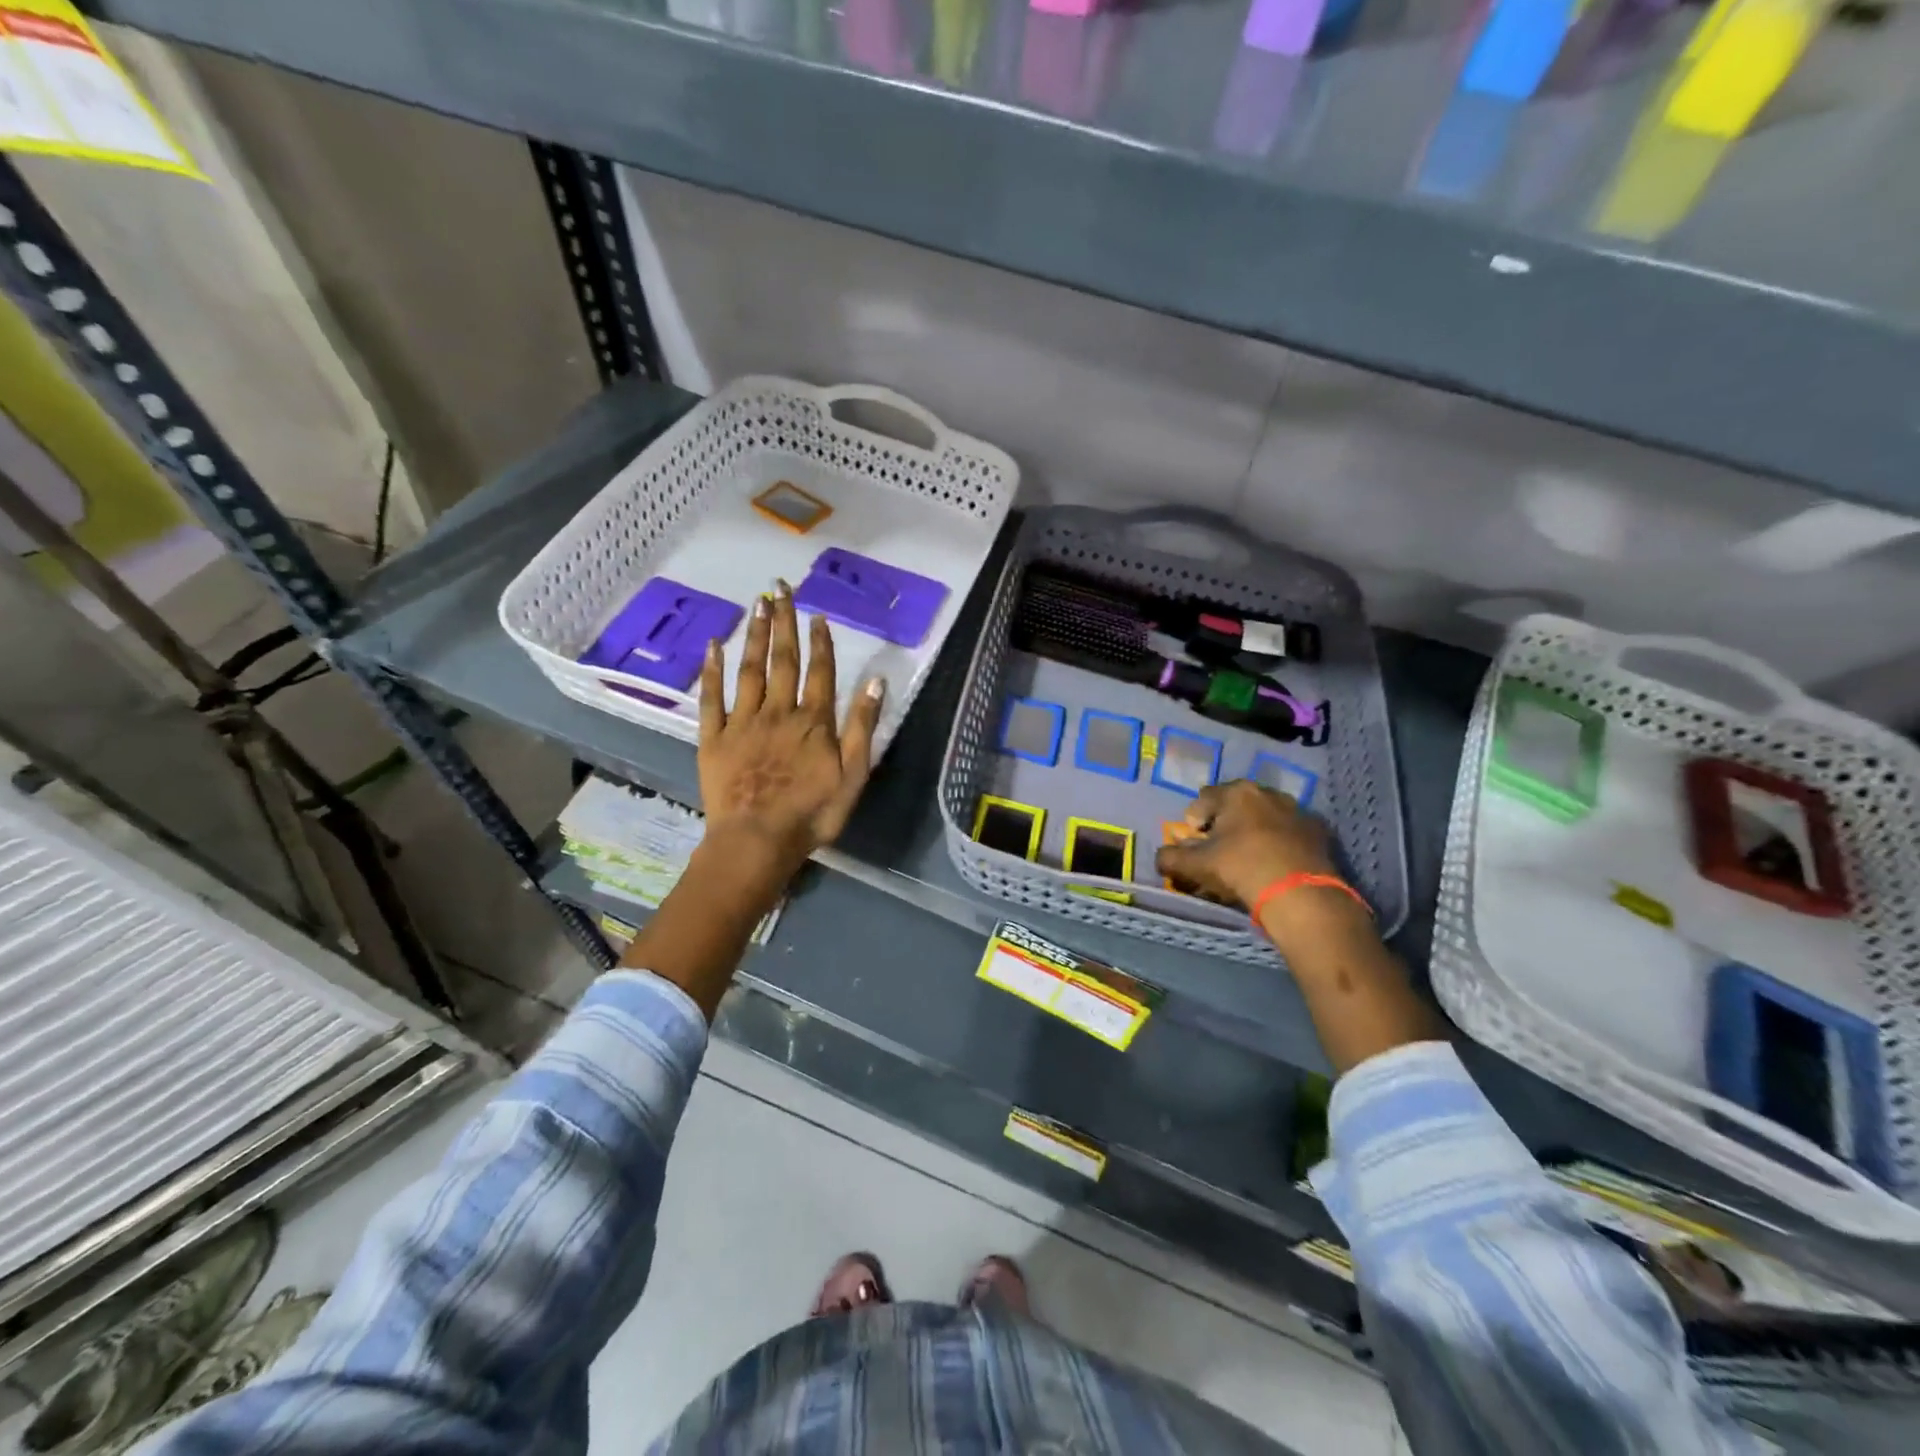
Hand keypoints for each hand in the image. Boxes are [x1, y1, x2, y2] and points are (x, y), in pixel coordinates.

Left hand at [698, 581, 883, 884]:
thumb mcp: (853, 775)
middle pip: (783, 660)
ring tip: (758, 604)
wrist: (757, 840)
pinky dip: (712, 671)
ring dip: (756, 636)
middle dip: (784, 622)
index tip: (817, 614)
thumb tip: (876, 680)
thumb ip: (862, 726)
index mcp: (813, 721)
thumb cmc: (812, 813)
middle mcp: (779, 711)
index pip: (820, 671)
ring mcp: (743, 722)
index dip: (820, 641)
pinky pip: (712, 698)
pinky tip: (713, 645)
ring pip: (750, 670)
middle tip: (781, 588)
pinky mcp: (714, 738)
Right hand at [1153, 779, 1335, 908]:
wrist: (1300, 894)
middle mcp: (1267, 792)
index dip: (1194, 820)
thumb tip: (1161, 857)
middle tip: (1220, 848)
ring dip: (1254, 830)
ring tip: (1250, 856)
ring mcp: (1297, 810)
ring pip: (1265, 816)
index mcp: (1236, 792)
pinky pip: (1290, 831)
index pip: (1203, 798)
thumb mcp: (1195, 866)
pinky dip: (1280, 841)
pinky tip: (1276, 863)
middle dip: (1225, 822)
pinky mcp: (1319, 831)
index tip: (1194, 842)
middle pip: (1236, 804)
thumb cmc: (1241, 868)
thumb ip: (1170, 858)